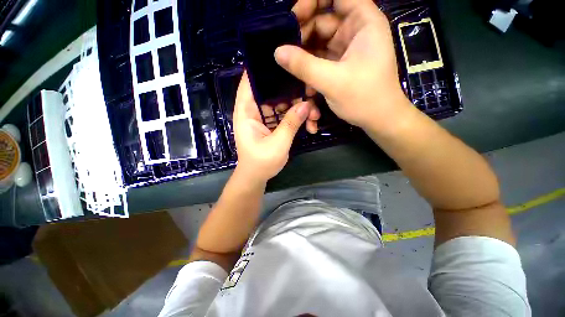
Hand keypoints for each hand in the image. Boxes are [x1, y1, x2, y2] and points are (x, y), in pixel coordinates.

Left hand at [233, 72, 316, 181]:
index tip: (284, 60)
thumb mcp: (277, 144)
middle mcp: (254, 110)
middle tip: (312, 94)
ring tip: (314, 116)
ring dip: (298, 107)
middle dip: (292, 92)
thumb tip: (307, 105)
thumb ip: (291, 124)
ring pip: (282, 103)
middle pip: (272, 91)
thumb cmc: (261, 163)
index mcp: (246, 112)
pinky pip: (285, 115)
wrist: (257, 177)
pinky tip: (309, 124)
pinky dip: (296, 117)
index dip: (263, 68)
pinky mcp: (272, 124)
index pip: (250, 82)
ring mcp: (264, 117)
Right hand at [275, 0, 411, 131]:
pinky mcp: (340, 65)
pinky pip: (320, 59)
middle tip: (285, 51)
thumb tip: (277, 52)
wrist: (378, 120)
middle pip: (323, 20)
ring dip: (304, 56)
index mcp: (363, 22)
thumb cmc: (364, 98)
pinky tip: (304, 83)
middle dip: (303, 35)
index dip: (313, 1)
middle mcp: (355, 30)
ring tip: (292, 70)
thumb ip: (304, 66)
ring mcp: (346, 49)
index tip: (294, 18)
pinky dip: (310, 68)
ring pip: (319, 42)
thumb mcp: (332, 81)